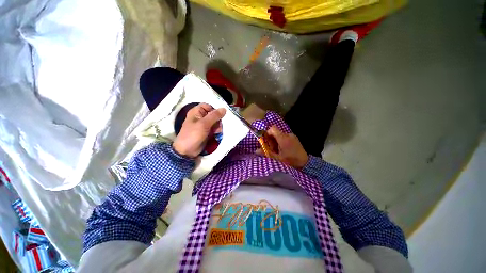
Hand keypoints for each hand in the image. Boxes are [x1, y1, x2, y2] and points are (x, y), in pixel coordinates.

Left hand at [173, 103, 225, 157]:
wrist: (187, 151)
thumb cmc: (193, 135)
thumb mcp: (204, 124)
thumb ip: (214, 116)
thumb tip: (224, 108)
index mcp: (197, 112)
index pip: (209, 106)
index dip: (215, 109)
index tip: (222, 115)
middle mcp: (201, 117)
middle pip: (213, 114)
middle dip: (218, 119)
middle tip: (220, 124)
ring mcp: (204, 125)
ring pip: (215, 121)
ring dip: (219, 125)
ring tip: (219, 130)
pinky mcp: (207, 131)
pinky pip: (215, 128)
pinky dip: (217, 130)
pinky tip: (218, 133)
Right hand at [256, 126, 308, 168]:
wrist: (306, 164)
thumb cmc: (291, 161)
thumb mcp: (277, 159)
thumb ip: (266, 153)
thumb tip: (256, 150)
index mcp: (283, 138)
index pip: (273, 128)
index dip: (267, 132)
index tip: (265, 140)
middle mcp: (288, 135)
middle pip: (275, 132)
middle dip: (271, 139)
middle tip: (272, 148)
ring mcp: (292, 136)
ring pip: (280, 135)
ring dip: (276, 141)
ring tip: (278, 150)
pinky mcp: (295, 138)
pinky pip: (285, 137)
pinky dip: (281, 141)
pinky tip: (283, 149)